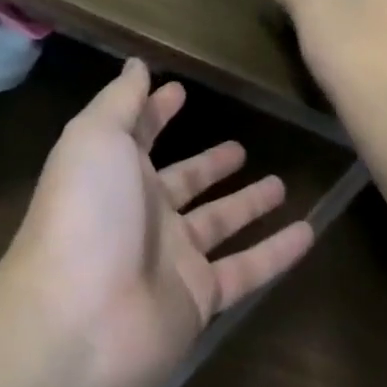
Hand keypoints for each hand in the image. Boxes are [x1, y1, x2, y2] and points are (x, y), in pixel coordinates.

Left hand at [1, 60, 314, 386]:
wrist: (78, 321)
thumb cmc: (86, 214)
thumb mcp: (96, 138)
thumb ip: (120, 101)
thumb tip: (136, 64)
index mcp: (115, 172)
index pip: (140, 134)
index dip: (156, 111)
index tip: (180, 91)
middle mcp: (144, 213)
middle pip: (184, 182)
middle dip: (209, 164)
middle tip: (241, 148)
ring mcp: (172, 258)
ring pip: (218, 224)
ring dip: (247, 204)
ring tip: (280, 184)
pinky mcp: (199, 298)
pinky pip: (246, 270)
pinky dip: (277, 253)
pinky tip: (309, 232)